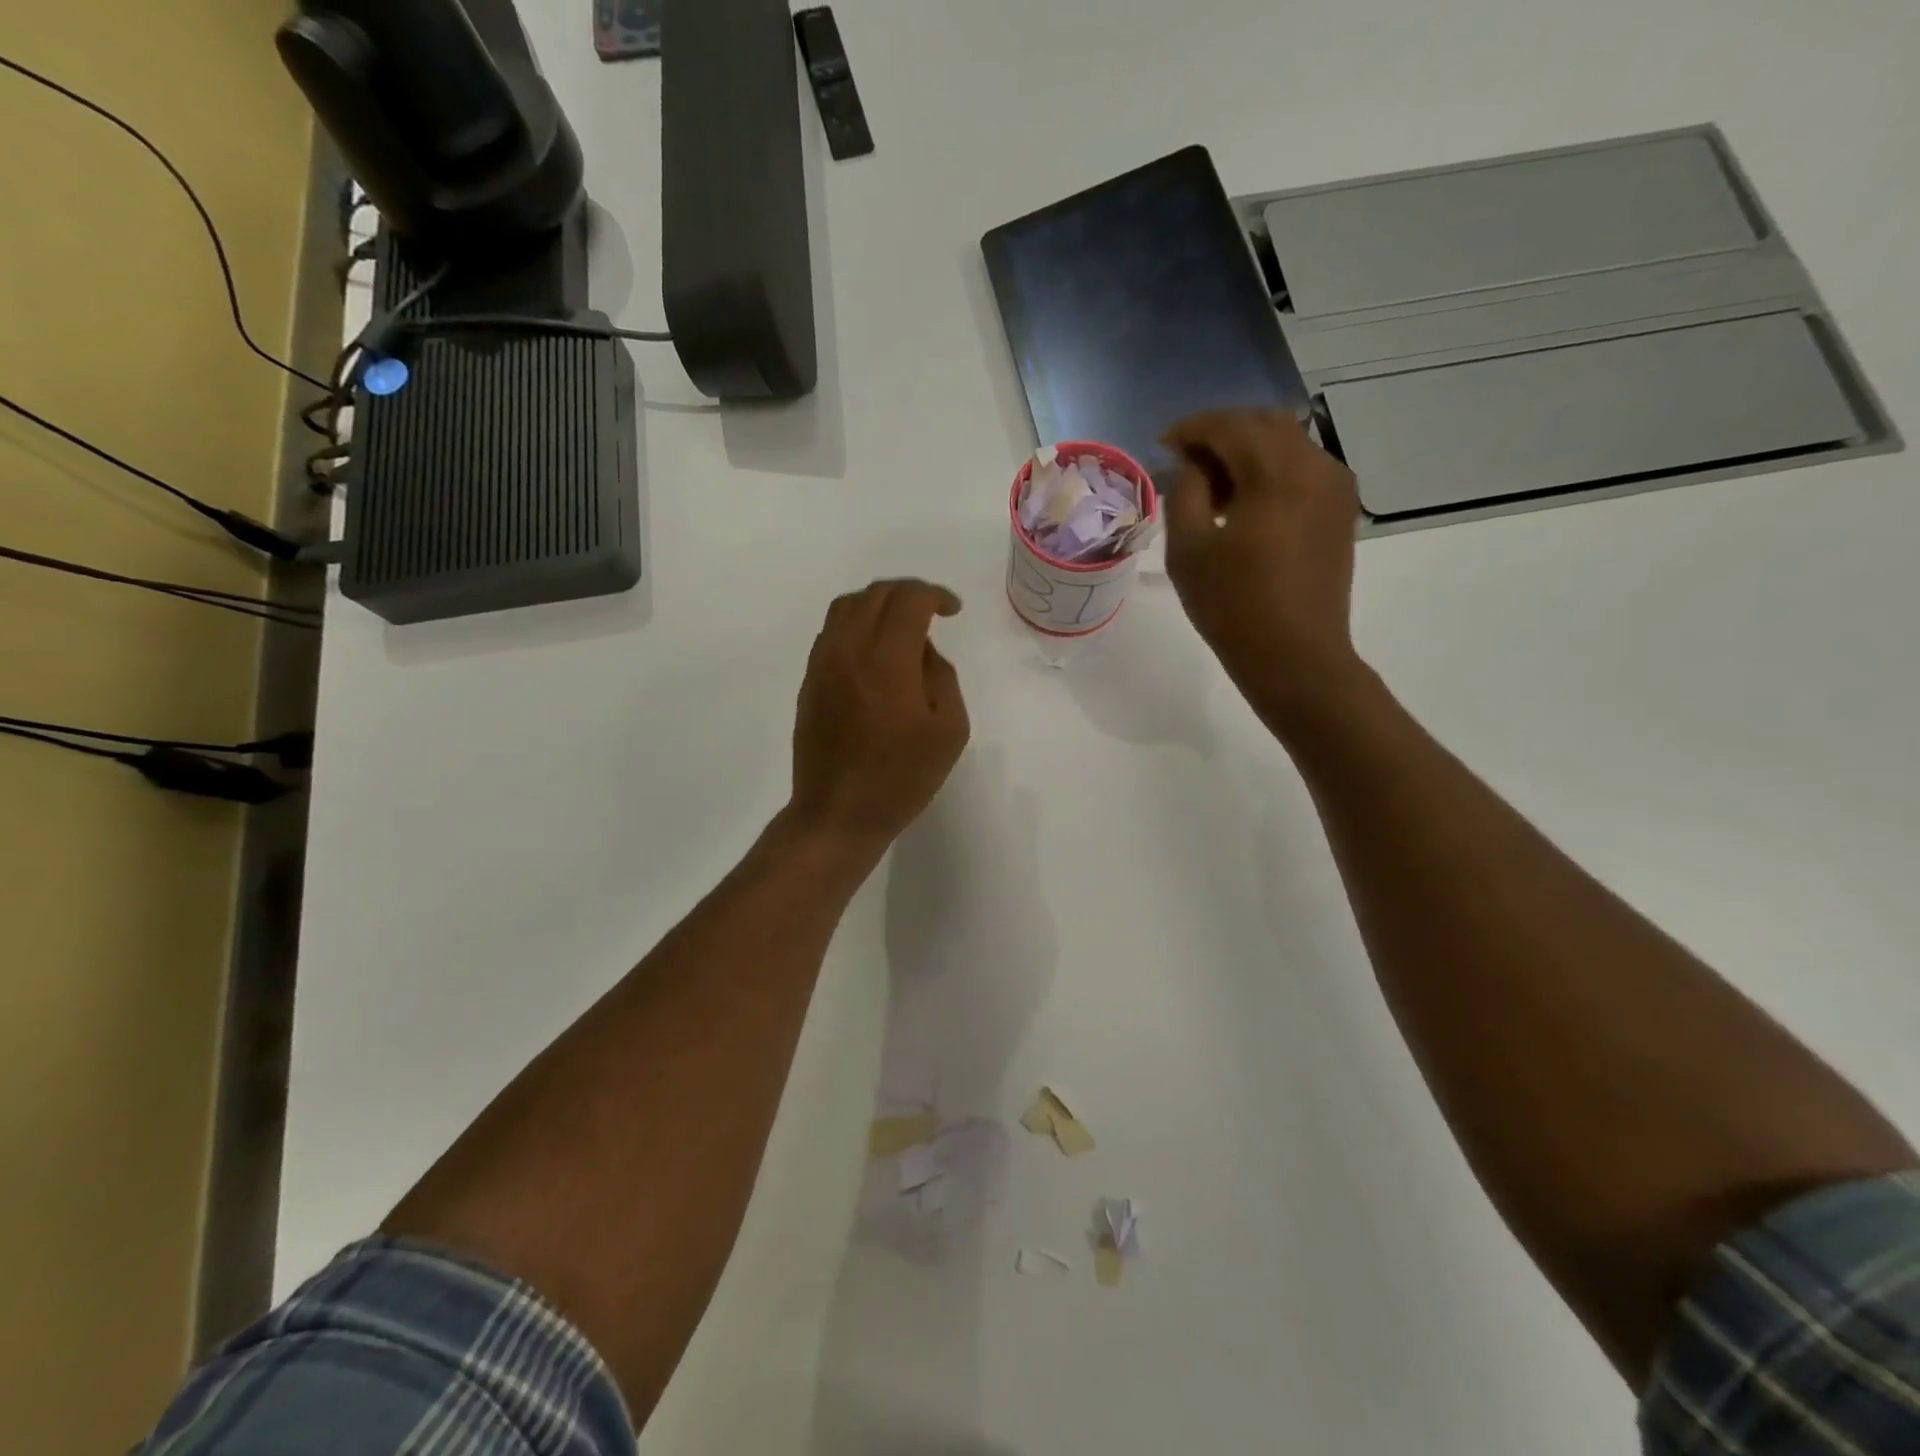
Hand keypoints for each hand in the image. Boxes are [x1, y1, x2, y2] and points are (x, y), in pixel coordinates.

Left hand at [788, 579, 970, 853]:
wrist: (838, 813)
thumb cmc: (901, 778)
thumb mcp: (949, 730)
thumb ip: (941, 676)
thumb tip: (921, 650)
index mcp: (887, 660)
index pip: (908, 599)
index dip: (934, 595)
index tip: (952, 611)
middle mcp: (848, 650)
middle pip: (875, 594)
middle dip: (908, 594)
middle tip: (931, 613)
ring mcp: (822, 664)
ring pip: (847, 607)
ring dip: (878, 605)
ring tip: (901, 627)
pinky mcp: (809, 681)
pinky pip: (832, 632)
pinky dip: (857, 625)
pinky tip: (875, 652)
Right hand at [1162, 409, 1365, 729]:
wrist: (1296, 656)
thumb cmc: (1233, 606)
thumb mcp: (1188, 549)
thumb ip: (1185, 491)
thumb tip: (1191, 463)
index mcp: (1276, 472)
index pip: (1229, 425)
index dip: (1191, 429)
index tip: (1163, 444)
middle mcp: (1315, 465)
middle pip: (1264, 423)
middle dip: (1221, 432)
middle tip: (1186, 460)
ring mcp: (1335, 487)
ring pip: (1287, 442)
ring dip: (1247, 450)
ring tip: (1213, 484)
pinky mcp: (1340, 510)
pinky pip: (1302, 468)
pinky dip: (1270, 470)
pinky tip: (1246, 501)